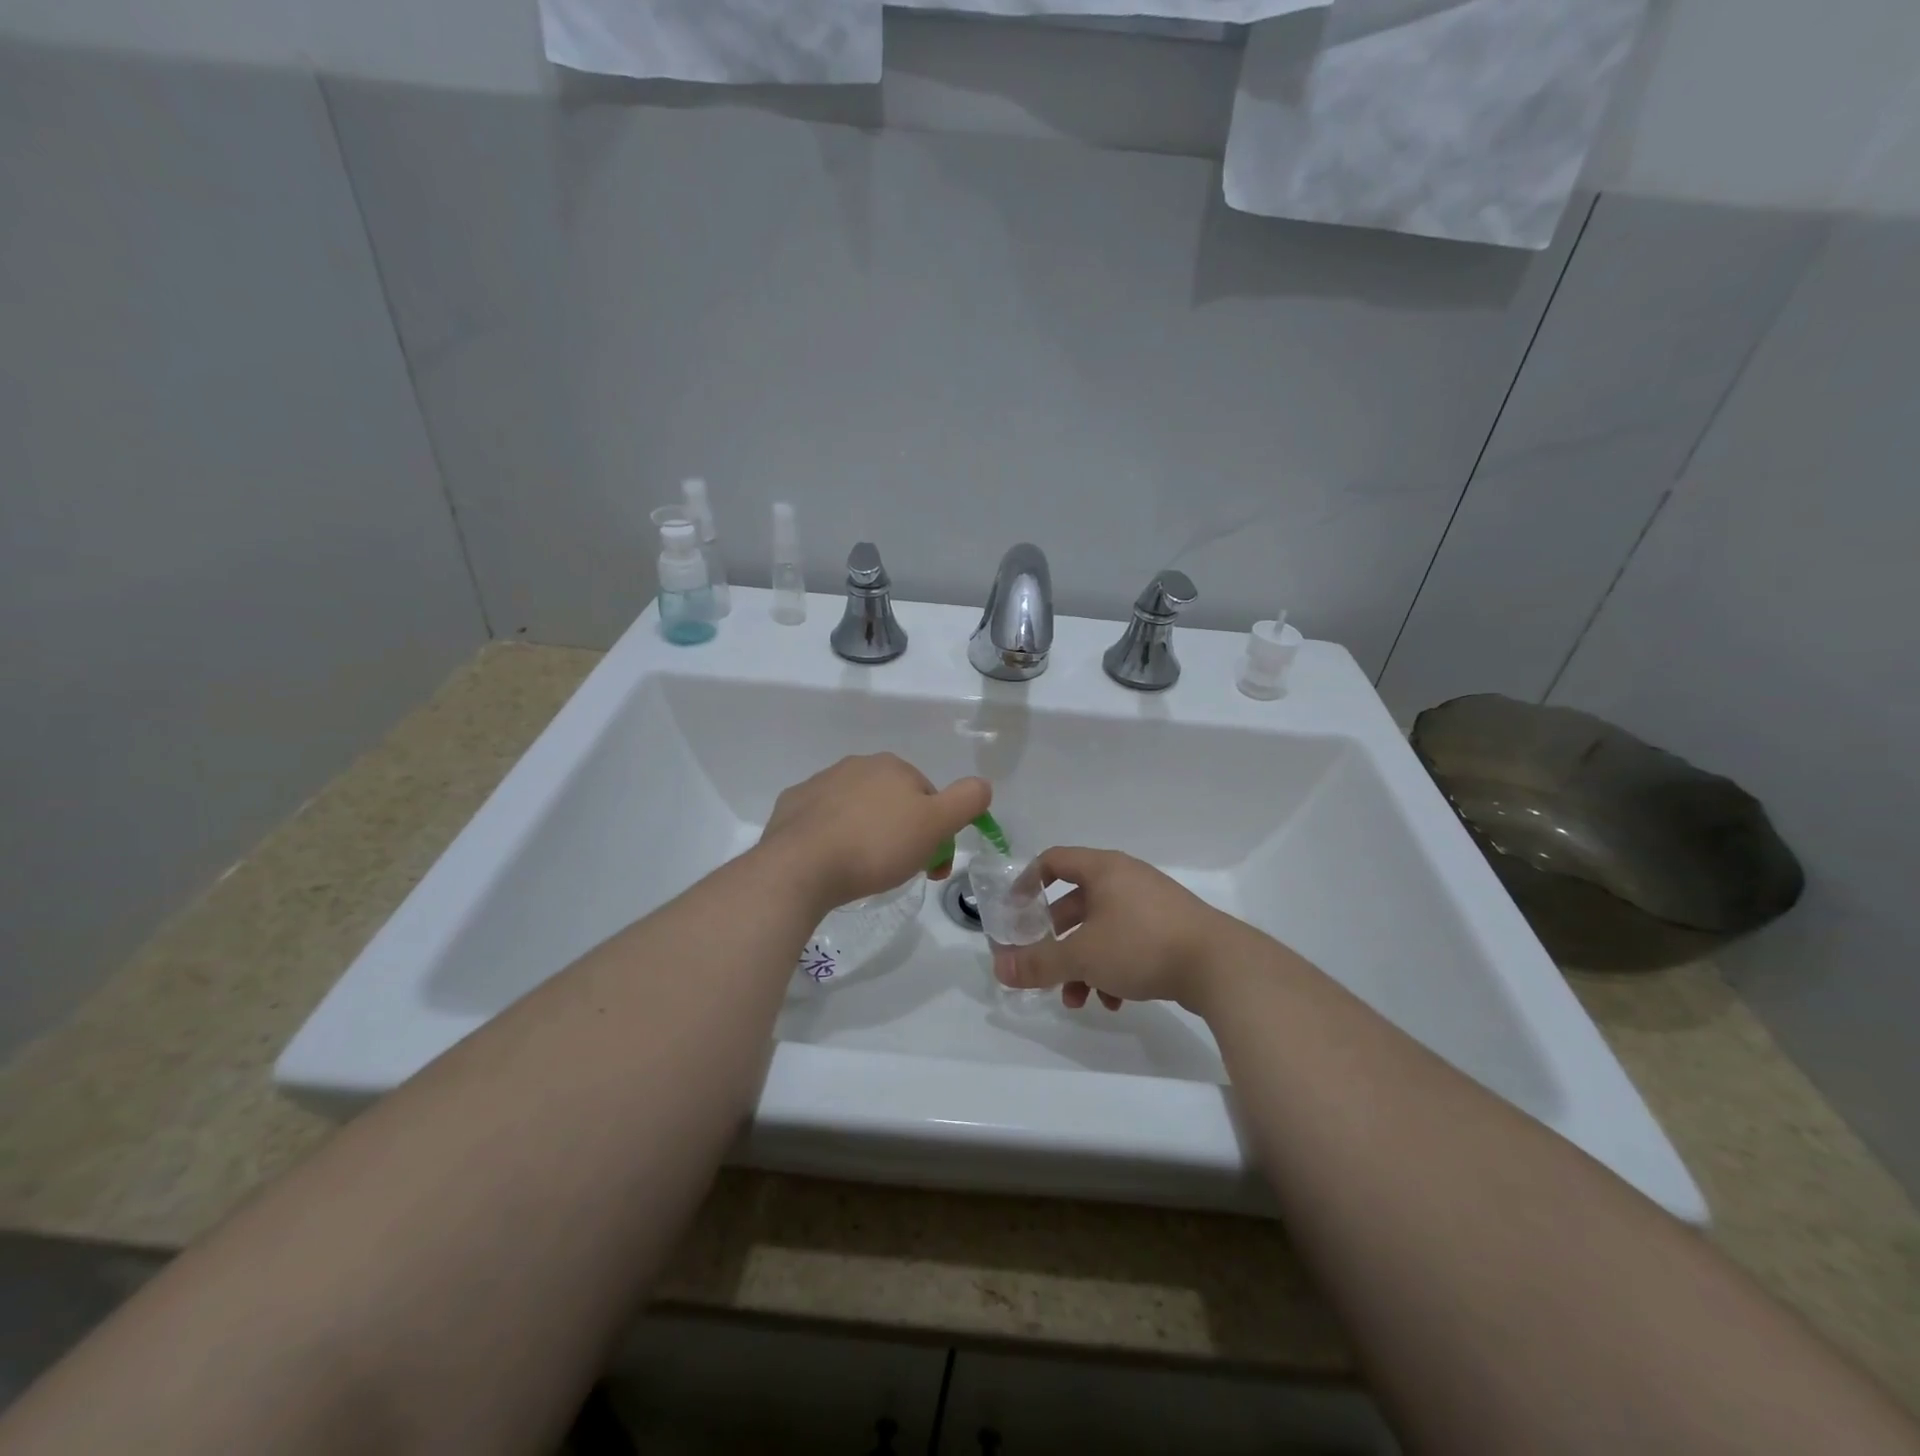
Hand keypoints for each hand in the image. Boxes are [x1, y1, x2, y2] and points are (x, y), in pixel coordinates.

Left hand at [759, 754, 990, 911]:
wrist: (801, 866)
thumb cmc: (876, 845)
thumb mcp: (936, 824)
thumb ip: (967, 800)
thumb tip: (983, 785)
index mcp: (892, 766)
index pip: (928, 797)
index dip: (937, 832)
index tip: (932, 866)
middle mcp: (856, 765)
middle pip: (893, 802)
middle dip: (902, 833)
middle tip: (900, 871)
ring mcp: (819, 784)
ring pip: (857, 810)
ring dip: (867, 834)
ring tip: (863, 871)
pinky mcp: (791, 807)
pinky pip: (823, 821)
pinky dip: (832, 837)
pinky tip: (832, 863)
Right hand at [992, 847, 1243, 1012]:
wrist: (1220, 966)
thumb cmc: (1141, 945)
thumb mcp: (1082, 956)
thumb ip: (1038, 963)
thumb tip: (999, 970)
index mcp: (1103, 869)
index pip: (1053, 861)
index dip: (1027, 882)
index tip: (1013, 911)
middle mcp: (1126, 879)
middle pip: (1076, 902)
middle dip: (1056, 940)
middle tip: (1042, 966)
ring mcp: (1152, 904)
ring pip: (1102, 929)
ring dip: (1083, 963)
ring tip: (1078, 999)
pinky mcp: (1171, 930)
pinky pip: (1128, 942)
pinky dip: (1113, 968)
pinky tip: (1114, 1001)